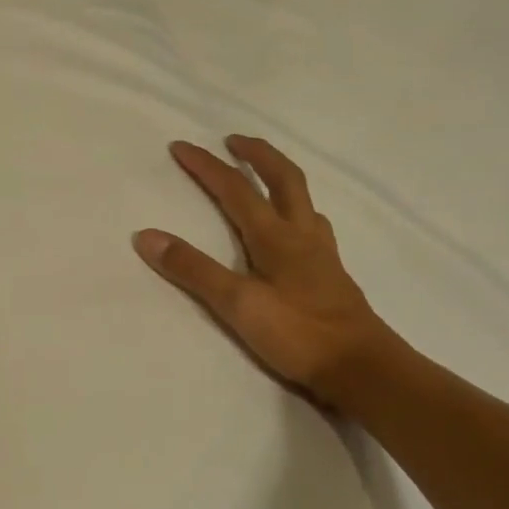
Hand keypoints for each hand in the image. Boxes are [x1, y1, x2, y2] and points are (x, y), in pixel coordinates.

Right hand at [133, 137, 395, 408]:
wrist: (361, 368)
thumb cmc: (297, 334)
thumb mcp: (236, 303)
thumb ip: (192, 269)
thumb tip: (146, 236)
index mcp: (277, 237)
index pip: (236, 189)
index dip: (206, 166)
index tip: (180, 146)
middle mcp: (302, 236)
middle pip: (284, 179)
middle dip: (257, 154)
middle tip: (233, 140)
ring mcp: (321, 254)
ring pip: (303, 201)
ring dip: (280, 178)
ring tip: (262, 177)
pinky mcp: (330, 274)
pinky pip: (312, 226)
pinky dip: (296, 212)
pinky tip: (292, 230)